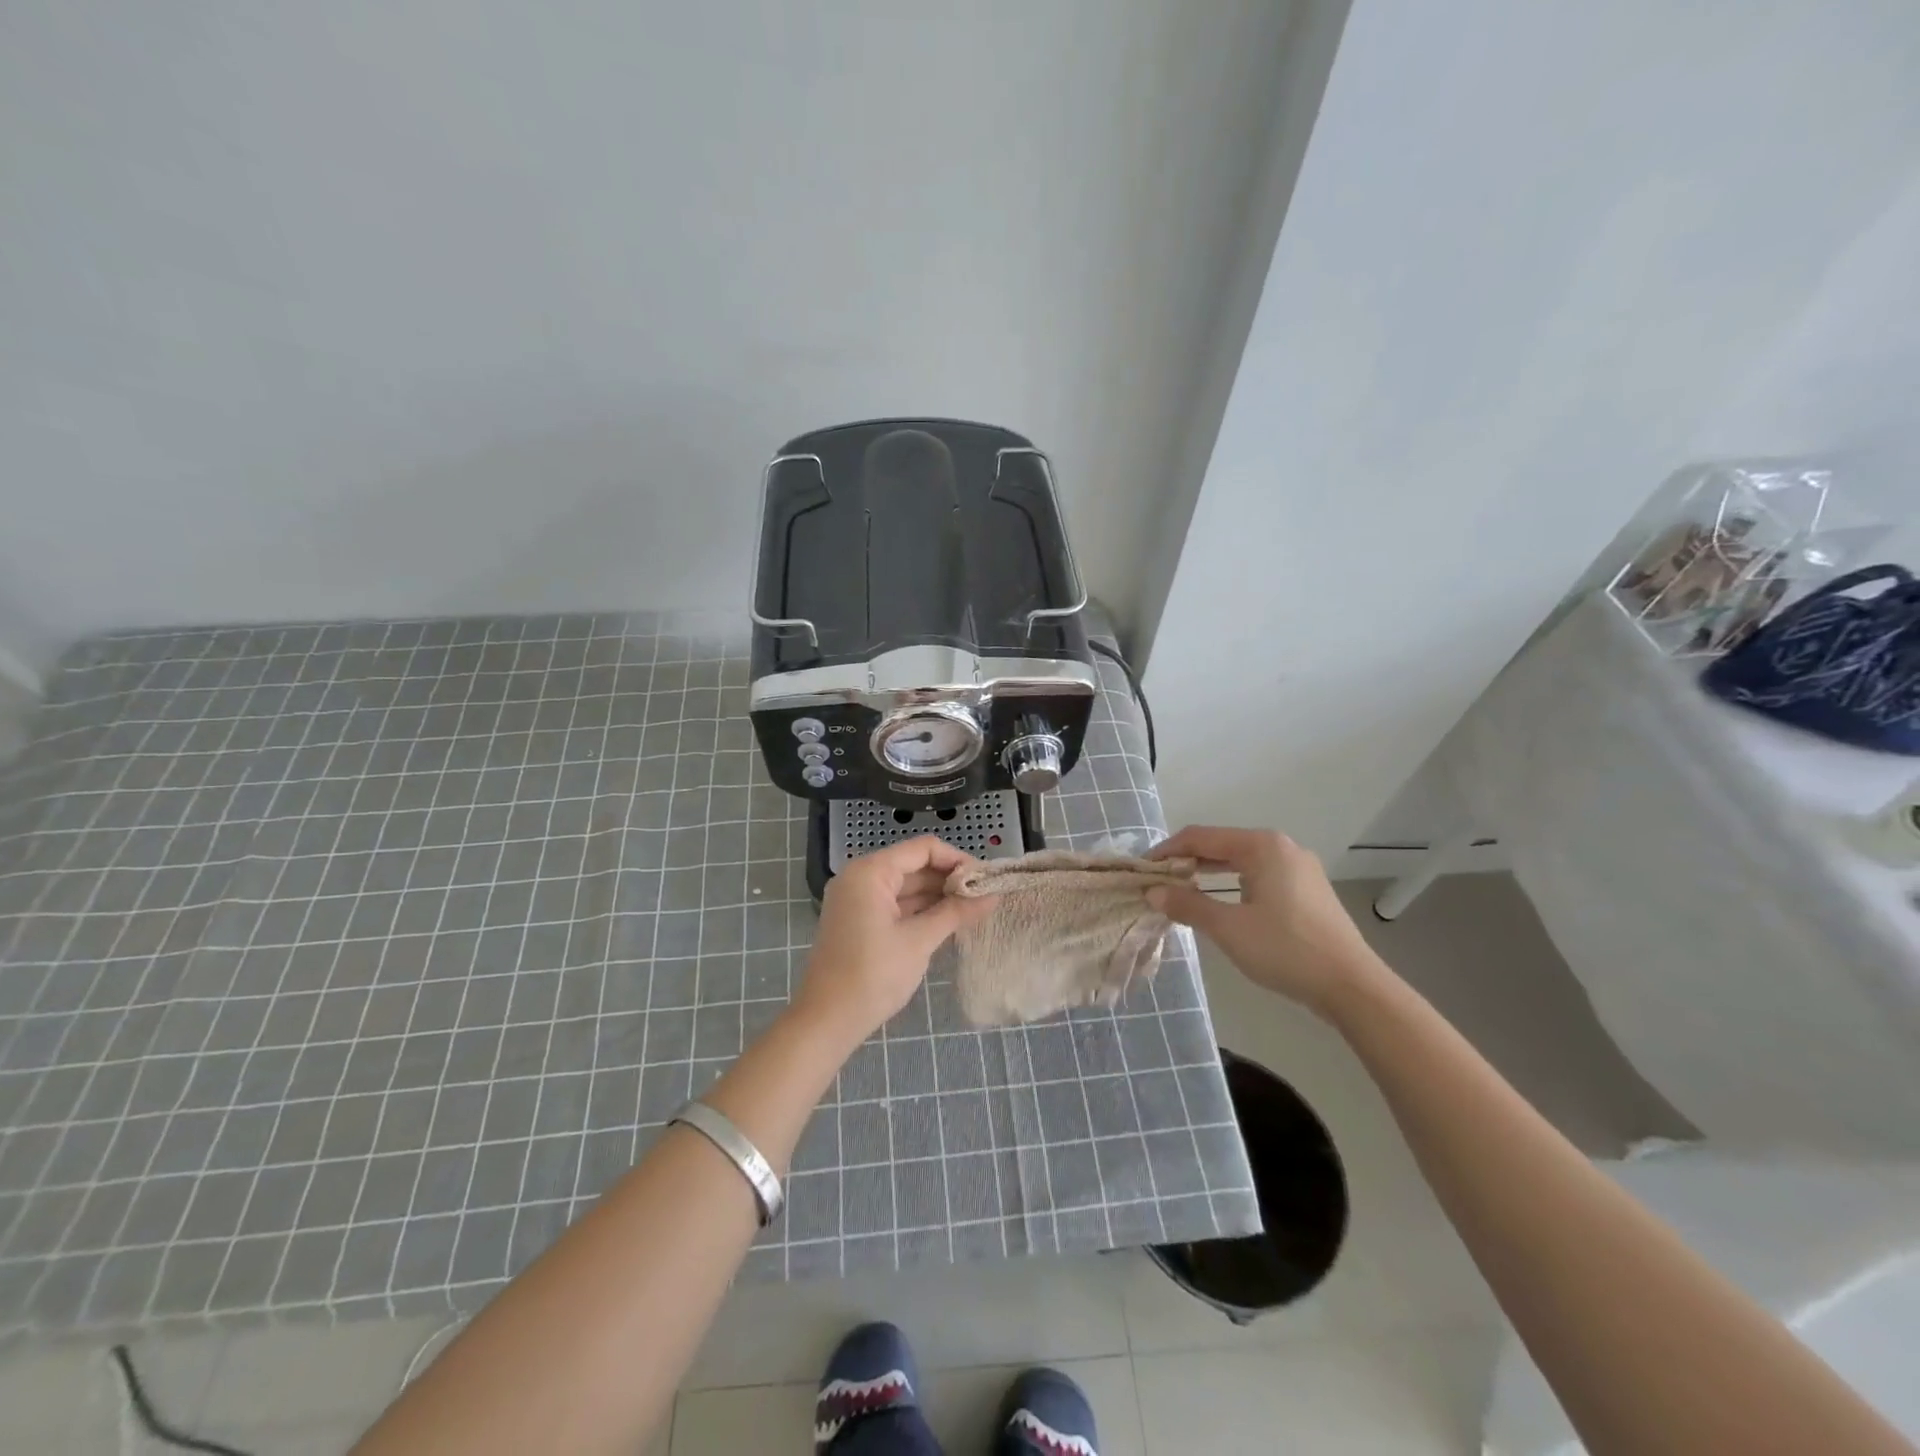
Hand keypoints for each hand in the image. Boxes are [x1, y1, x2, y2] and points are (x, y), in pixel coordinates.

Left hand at [794, 836, 993, 1043]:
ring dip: (937, 896)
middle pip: (914, 865)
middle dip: (949, 879)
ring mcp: (857, 900)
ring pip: (906, 887)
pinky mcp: (859, 921)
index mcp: (870, 872)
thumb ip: (956, 913)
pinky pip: (895, 904)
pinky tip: (949, 920)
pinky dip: (921, 910)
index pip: (922, 849)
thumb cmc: (873, 975)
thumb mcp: (919, 941)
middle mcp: (860, 877)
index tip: (986, 879)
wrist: (827, 1021)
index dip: (957, 859)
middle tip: (986, 895)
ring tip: (975, 908)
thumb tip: (993, 895)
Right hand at [1146, 825, 1389, 1016]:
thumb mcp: (1228, 928)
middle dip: (1187, 861)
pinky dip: (1233, 884)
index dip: (1167, 851)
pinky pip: (1259, 876)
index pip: (1201, 837)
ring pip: (1241, 862)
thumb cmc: (1286, 950)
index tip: (1142, 869)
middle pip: (1222, 845)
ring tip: (1182, 891)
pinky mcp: (1308, 891)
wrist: (1352, 987)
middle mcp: (1282, 847)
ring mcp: (1299, 868)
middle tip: (1158, 881)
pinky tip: (1221, 903)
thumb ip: (1188, 905)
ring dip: (1209, 874)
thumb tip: (1153, 892)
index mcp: (1262, 846)